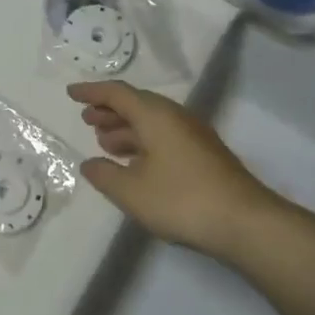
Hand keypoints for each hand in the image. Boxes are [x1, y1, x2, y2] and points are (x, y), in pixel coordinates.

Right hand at [70, 81, 285, 262]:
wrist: (244, 222)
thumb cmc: (181, 200)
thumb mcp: (131, 191)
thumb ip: (104, 175)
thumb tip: (90, 164)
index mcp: (155, 115)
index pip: (117, 93)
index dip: (91, 92)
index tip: (70, 94)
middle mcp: (175, 117)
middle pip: (137, 104)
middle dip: (109, 110)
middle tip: (87, 119)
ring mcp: (193, 135)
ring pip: (152, 122)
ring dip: (126, 128)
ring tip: (105, 143)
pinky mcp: (203, 154)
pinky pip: (164, 136)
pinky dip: (143, 142)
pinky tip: (134, 164)